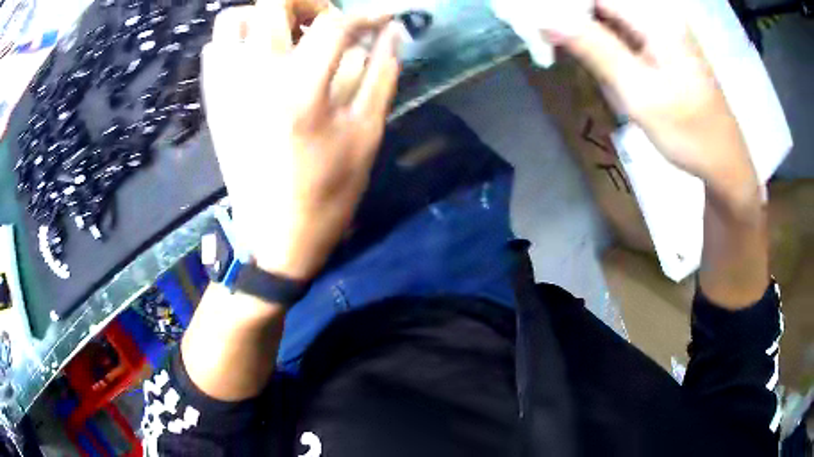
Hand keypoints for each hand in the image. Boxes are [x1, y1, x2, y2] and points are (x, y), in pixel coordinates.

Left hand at [202, 2, 401, 280]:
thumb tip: (391, 33)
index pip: (334, 23)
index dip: (365, 14)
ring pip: (233, 20)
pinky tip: (260, 57)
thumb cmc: (326, 194)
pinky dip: (239, 39)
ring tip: (288, 34)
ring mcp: (227, 88)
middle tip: (324, 20)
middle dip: (305, 1)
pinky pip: (216, 49)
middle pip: (271, 2)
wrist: (274, 237)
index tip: (383, 18)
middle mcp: (256, 78)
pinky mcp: (214, 102)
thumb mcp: (366, 136)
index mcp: (301, 90)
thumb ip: (382, 75)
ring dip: (264, 16)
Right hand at [543, 0, 759, 210]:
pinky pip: (625, 31)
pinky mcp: (665, 45)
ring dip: (587, 30)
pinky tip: (600, 61)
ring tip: (577, 59)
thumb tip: (546, 19)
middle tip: (547, 38)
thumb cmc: (688, 133)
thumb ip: (594, 49)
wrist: (724, 162)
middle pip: (603, 4)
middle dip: (573, 18)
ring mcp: (664, 30)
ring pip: (611, 16)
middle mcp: (660, 15)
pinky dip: (605, 41)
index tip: (535, 20)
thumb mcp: (639, 92)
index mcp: (656, 19)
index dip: (564, 6)